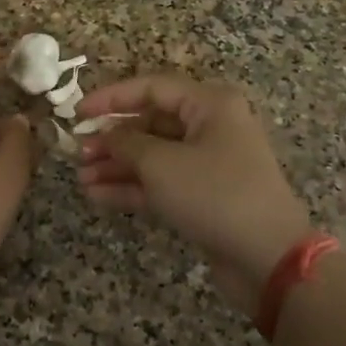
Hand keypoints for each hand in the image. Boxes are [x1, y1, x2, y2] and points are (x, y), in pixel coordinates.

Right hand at [76, 74, 312, 315]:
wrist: (268, 258)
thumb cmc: (215, 194)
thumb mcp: (162, 164)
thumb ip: (126, 143)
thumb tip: (106, 136)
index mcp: (209, 105)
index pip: (152, 88)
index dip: (111, 98)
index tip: (77, 113)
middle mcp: (210, 128)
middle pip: (151, 124)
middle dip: (112, 138)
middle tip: (77, 152)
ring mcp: (208, 165)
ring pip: (153, 156)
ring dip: (117, 166)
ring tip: (81, 178)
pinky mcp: (204, 197)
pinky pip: (161, 183)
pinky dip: (131, 188)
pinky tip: (97, 195)